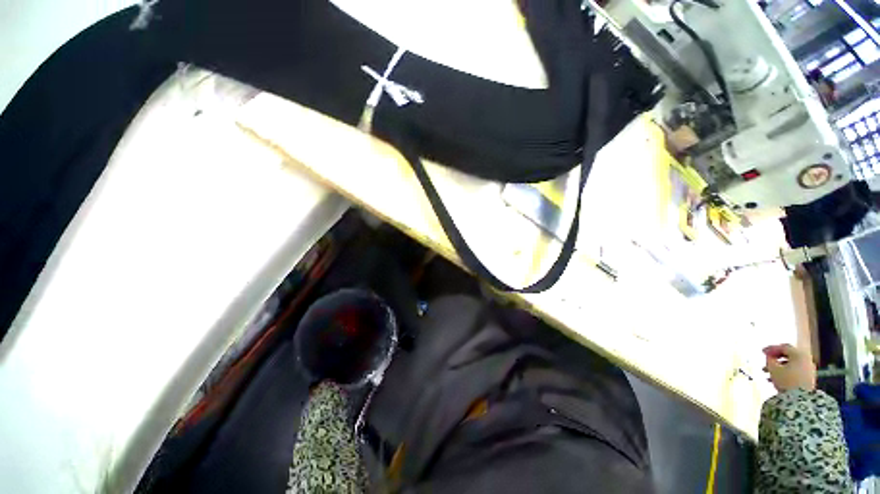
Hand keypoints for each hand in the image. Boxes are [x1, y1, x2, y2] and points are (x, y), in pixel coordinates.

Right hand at [762, 344, 815, 391]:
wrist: (801, 399)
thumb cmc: (786, 380)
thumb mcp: (773, 368)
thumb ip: (770, 359)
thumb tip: (769, 356)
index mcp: (799, 354)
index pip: (784, 347)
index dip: (772, 348)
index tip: (762, 352)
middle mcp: (806, 359)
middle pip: (789, 355)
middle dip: (776, 358)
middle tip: (766, 361)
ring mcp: (809, 369)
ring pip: (792, 364)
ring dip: (780, 366)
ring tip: (768, 373)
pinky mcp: (809, 378)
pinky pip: (796, 371)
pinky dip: (786, 372)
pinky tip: (777, 379)